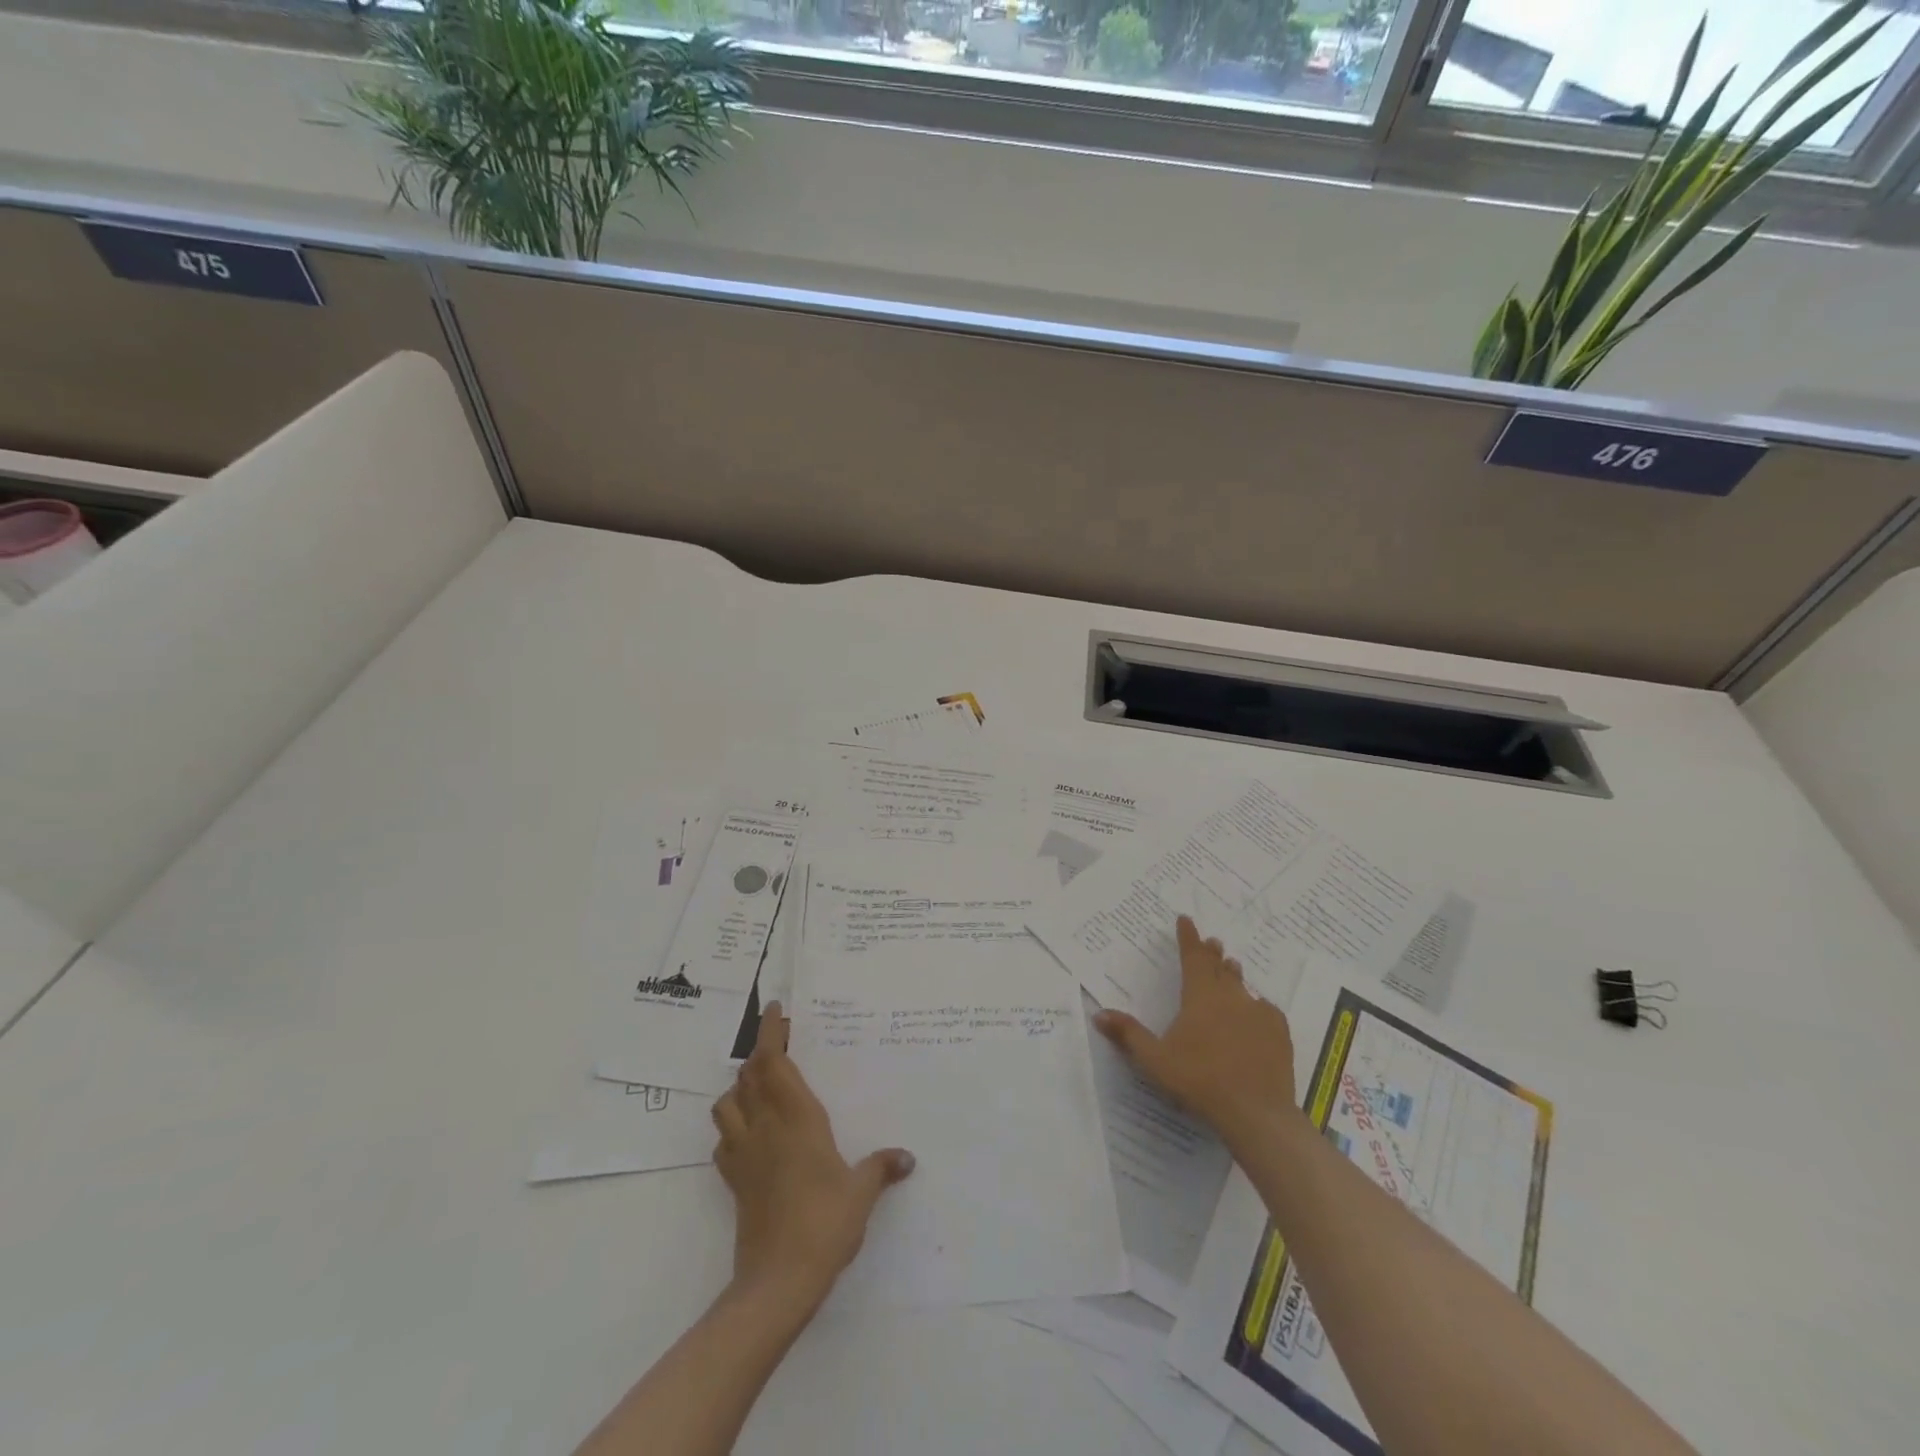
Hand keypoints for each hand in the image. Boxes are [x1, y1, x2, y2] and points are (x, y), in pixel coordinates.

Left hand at [711, 1001, 914, 1309]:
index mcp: (796, 1117)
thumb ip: (881, 1168)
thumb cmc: (825, 1223)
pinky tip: (750, 1136)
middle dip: (759, 1053)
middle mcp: (765, 1126)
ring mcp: (744, 1154)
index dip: (769, 1032)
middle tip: (778, 1044)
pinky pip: (723, 1141)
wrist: (778, 1280)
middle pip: (748, 1075)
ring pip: (727, 1103)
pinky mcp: (733, 1181)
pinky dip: (732, 1127)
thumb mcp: (861, 1192)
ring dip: (740, 1088)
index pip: (773, 1061)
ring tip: (760, 1088)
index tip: (774, 1010)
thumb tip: (907, 1157)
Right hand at [1094, 916, 1297, 1148]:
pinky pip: (1266, 1010)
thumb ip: (1129, 1034)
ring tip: (1231, 966)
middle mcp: (1230, 996)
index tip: (1186, 919)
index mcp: (1200, 996)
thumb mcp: (1155, 1060)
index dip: (1188, 937)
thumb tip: (1099, 1014)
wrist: (1256, 1112)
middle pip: (1219, 966)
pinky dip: (1257, 1006)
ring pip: (1242, 985)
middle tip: (1211, 942)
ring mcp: (1258, 1013)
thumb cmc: (1199, 1081)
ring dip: (1233, 974)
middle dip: (1211, 953)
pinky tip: (1257, 1012)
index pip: (1192, 956)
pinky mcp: (1279, 1032)